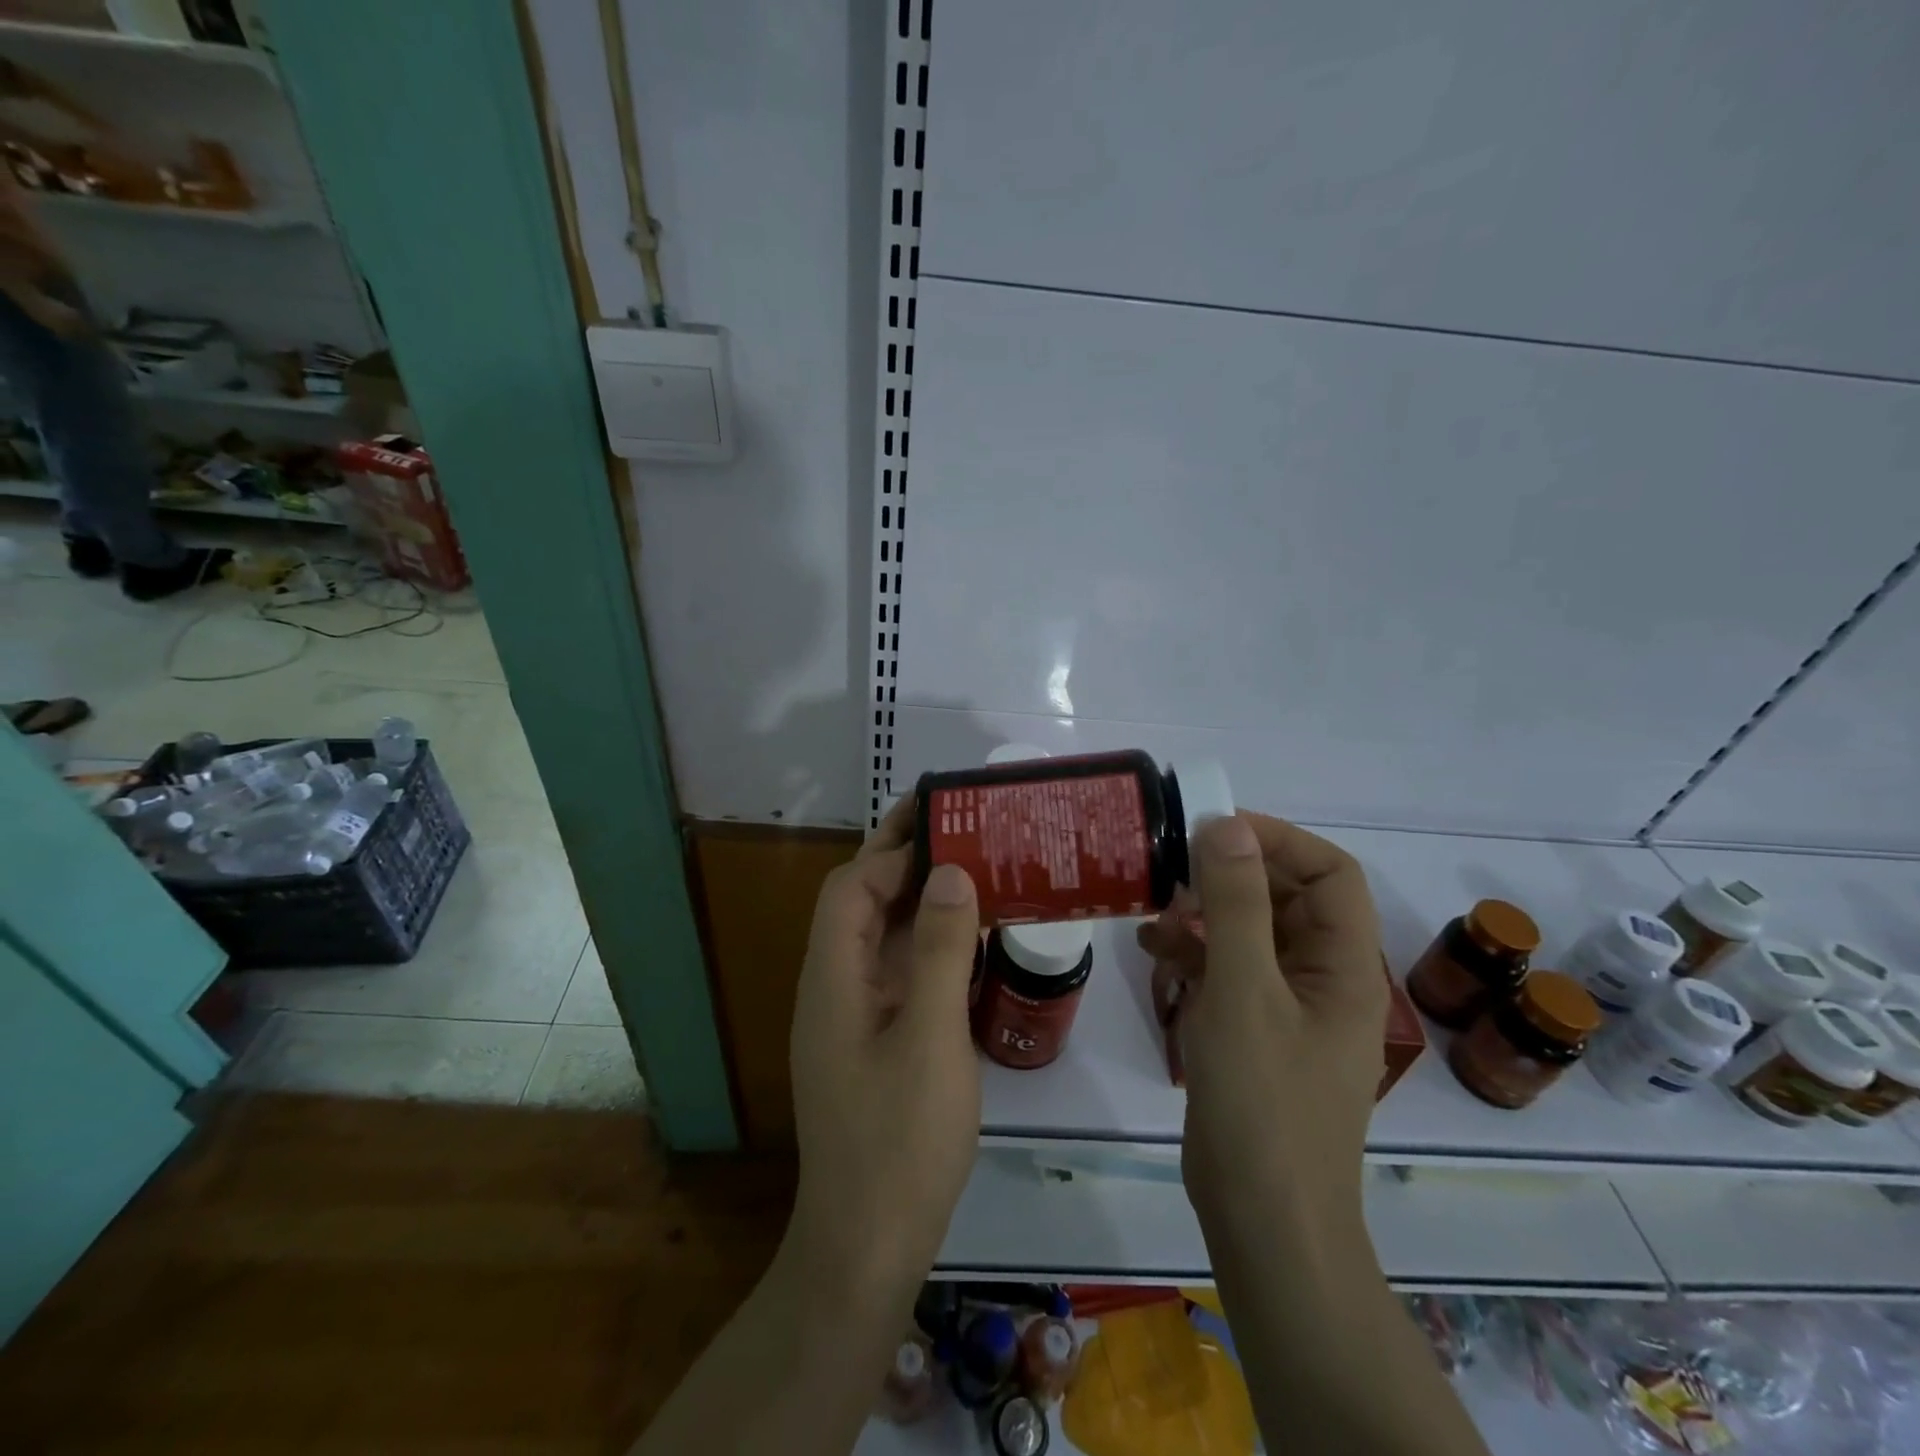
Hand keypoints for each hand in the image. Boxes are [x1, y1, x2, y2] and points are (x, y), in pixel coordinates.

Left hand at [784, 796, 981, 1308]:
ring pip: (879, 936)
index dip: (893, 853)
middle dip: (902, 862)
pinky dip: (927, 942)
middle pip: (860, 904)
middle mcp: (834, 986)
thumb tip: (950, 873)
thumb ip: (939, 952)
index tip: (943, 826)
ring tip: (972, 868)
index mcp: (833, 978)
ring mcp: (853, 1015)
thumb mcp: (931, 1040)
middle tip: (959, 828)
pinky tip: (967, 939)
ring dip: (917, 899)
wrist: (868, 1247)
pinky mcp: (873, 1039)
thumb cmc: (900, 1142)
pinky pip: (896, 970)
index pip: (851, 889)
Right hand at [1139, 812, 1385, 1236]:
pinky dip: (1194, 952)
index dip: (1278, 840)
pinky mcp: (1256, 1032)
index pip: (1330, 873)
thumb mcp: (1243, 990)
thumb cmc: (1262, 1101)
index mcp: (1344, 965)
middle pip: (1288, 899)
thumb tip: (1226, 824)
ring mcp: (1289, 1008)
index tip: (1214, 830)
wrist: (1262, 1220)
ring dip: (1206, 912)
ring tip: (1153, 905)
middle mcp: (1324, 979)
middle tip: (1172, 863)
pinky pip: (1230, 971)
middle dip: (1231, 874)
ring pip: (1253, 933)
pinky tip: (1152, 948)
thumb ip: (1235, 904)